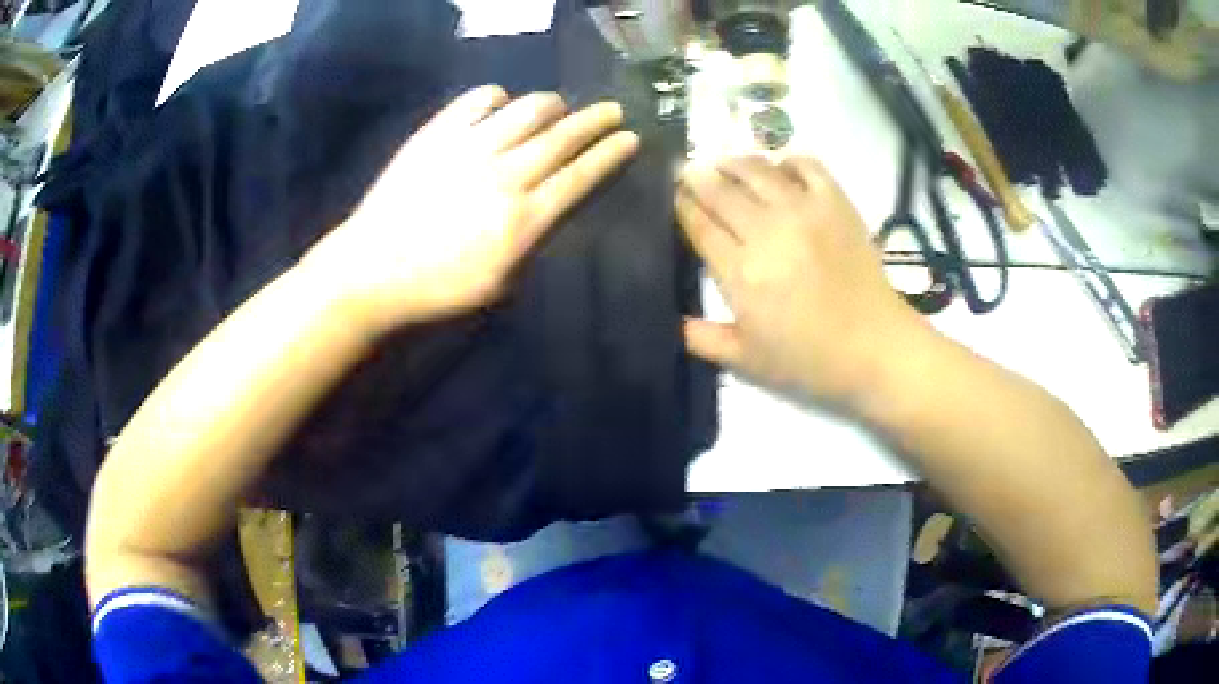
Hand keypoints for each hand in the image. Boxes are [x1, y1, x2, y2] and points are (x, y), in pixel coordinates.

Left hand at [303, 86, 638, 335]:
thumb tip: (551, 207)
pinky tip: (500, 105)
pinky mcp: (437, 134)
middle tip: (613, 110)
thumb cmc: (436, 288)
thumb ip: (532, 243)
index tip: (630, 137)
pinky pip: (478, 101)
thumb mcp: (498, 284)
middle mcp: (504, 175)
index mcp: (523, 219)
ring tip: (558, 107)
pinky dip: (497, 98)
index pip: (580, 176)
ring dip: (551, 105)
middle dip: (596, 121)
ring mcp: (469, 148)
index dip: (609, 154)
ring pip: (527, 110)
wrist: (371, 270)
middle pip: (563, 137)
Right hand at [677, 156, 927, 405]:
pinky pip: (805, 165)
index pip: (699, 225)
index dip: (681, 205)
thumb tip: (668, 320)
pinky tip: (778, 170)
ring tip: (725, 166)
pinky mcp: (836, 202)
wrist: (875, 348)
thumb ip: (702, 339)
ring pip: (756, 170)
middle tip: (687, 172)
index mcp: (742, 273)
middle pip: (721, 191)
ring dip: (733, 163)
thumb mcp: (747, 360)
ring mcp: (804, 211)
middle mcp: (768, 232)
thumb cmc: (809, 359)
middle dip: (697, 178)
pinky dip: (786, 161)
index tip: (671, 195)